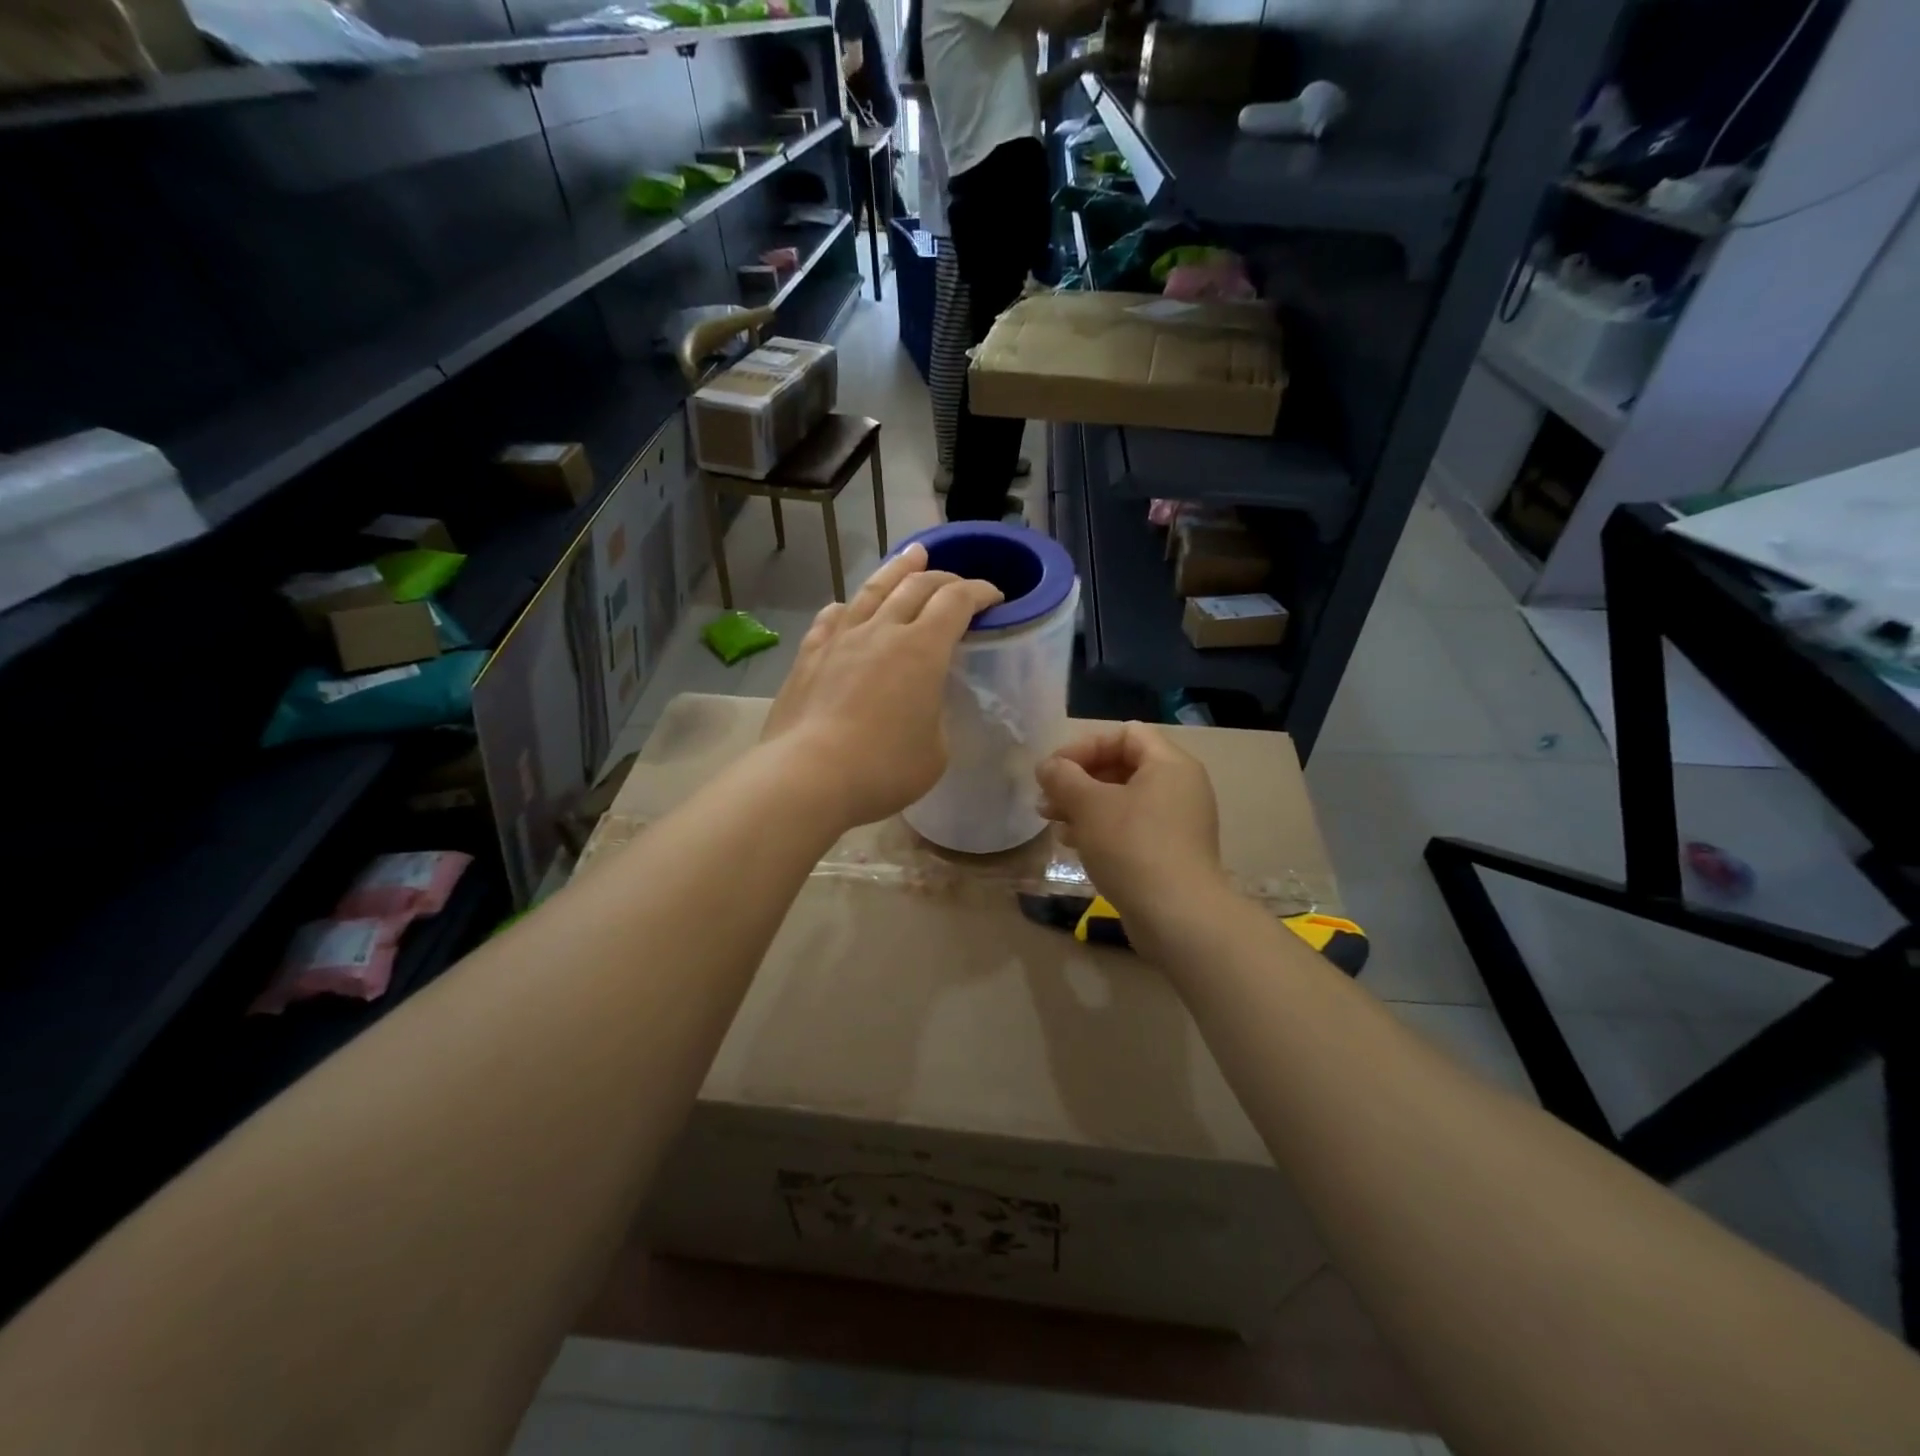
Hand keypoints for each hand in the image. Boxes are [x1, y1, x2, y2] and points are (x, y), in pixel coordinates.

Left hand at [762, 544, 1002, 830]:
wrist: (808, 776)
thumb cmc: (884, 768)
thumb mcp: (936, 751)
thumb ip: (936, 718)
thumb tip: (922, 708)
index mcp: (923, 649)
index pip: (957, 601)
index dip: (979, 592)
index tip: (993, 596)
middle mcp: (883, 631)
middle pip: (916, 586)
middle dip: (944, 578)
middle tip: (957, 582)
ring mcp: (841, 639)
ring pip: (873, 590)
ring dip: (897, 570)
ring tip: (911, 555)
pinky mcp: (809, 656)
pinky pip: (832, 619)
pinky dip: (847, 608)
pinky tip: (846, 607)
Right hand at [1035, 722, 1226, 942]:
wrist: (1177, 917)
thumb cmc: (1132, 847)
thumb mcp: (1089, 805)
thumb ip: (1063, 777)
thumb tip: (1048, 767)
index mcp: (1170, 764)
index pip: (1125, 734)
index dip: (1085, 746)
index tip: (1054, 770)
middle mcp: (1180, 787)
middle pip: (1122, 767)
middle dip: (1079, 780)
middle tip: (1046, 800)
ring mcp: (1178, 823)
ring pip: (1123, 801)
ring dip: (1084, 806)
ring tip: (1053, 824)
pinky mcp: (1170, 853)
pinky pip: (1131, 829)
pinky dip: (1101, 830)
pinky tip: (1074, 845)